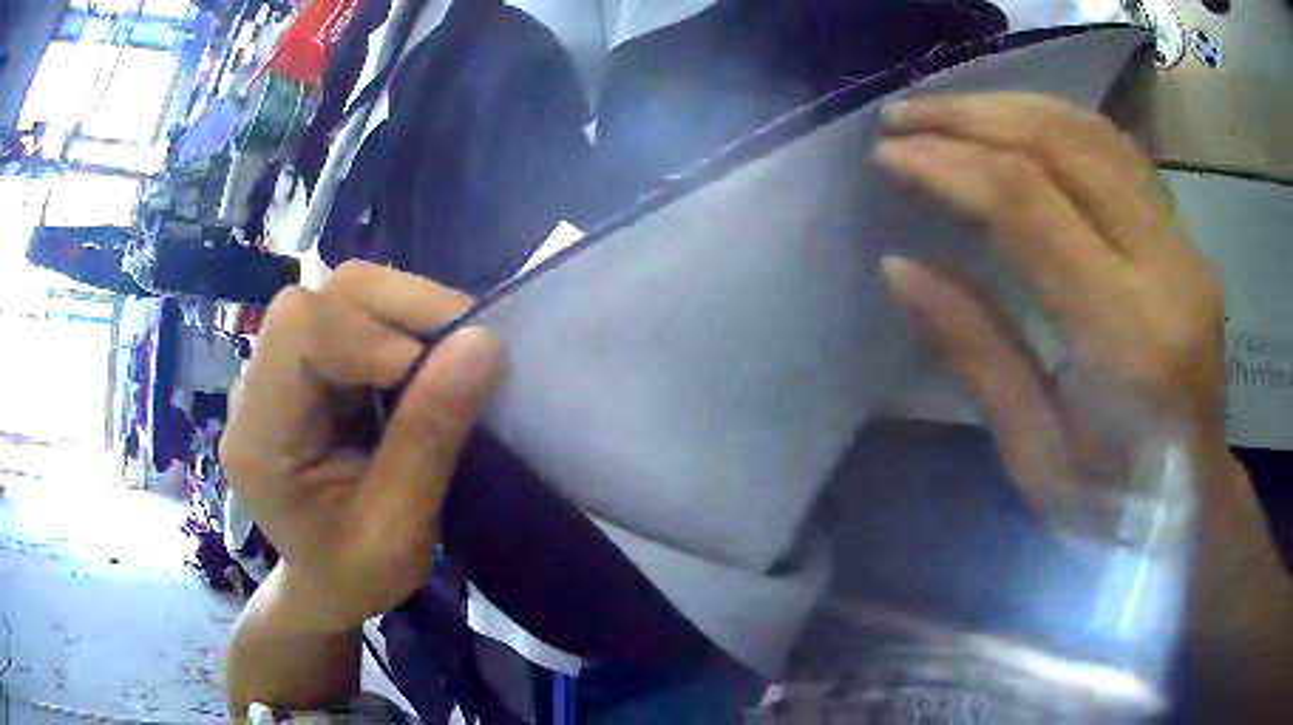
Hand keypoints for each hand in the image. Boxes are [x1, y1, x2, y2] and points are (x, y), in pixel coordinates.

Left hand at [221, 261, 500, 632]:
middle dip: (399, 312)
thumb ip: (429, 438)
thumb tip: (482, 343)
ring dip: (405, 317)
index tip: (438, 373)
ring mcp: (276, 371)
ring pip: (341, 296)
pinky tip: (421, 369)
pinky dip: (400, 329)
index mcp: (259, 437)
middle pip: (322, 298)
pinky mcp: (302, 366)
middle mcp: (255, 388)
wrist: (327, 585)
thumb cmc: (356, 575)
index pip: (300, 329)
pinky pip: (353, 317)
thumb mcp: (399, 529)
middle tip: (460, 353)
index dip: (372, 334)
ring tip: (445, 363)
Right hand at [874, 92, 1225, 515]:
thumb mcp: (1036, 458)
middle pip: (1062, 145)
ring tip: (947, 110)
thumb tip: (899, 267)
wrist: (1195, 508)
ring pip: (1092, 133)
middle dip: (971, 117)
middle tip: (903, 116)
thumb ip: (977, 355)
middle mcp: (1167, 271)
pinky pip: (1119, 152)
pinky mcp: (1186, 240)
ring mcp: (1185, 247)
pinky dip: (1057, 123)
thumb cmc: (1113, 510)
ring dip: (1011, 106)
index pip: (1029, 206)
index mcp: (1128, 339)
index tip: (889, 156)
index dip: (950, 167)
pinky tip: (1015, 124)